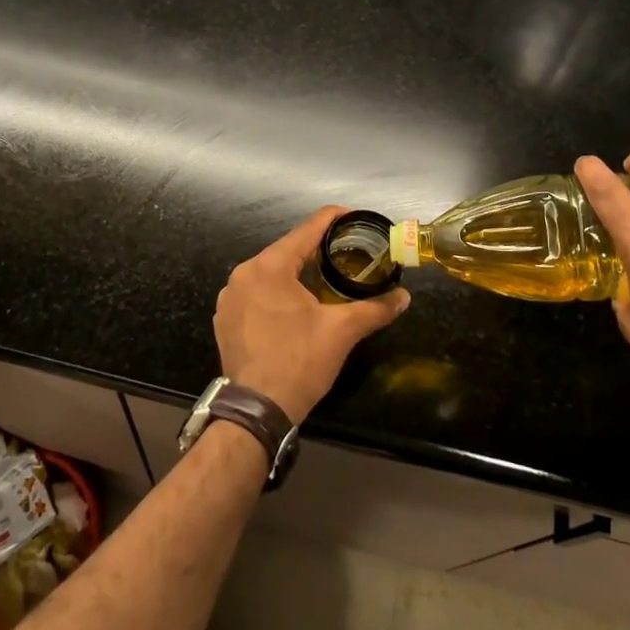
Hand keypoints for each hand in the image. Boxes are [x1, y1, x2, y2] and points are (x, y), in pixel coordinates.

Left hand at [213, 207, 410, 422]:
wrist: (257, 411)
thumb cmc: (299, 362)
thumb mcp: (341, 331)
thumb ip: (374, 308)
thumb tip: (404, 296)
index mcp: (269, 266)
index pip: (307, 229)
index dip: (334, 219)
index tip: (355, 218)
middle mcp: (244, 273)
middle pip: (287, 250)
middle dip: (317, 249)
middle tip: (347, 253)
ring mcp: (229, 297)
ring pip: (271, 272)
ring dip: (296, 272)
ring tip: (325, 278)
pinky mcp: (225, 319)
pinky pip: (256, 293)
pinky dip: (277, 292)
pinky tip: (296, 306)